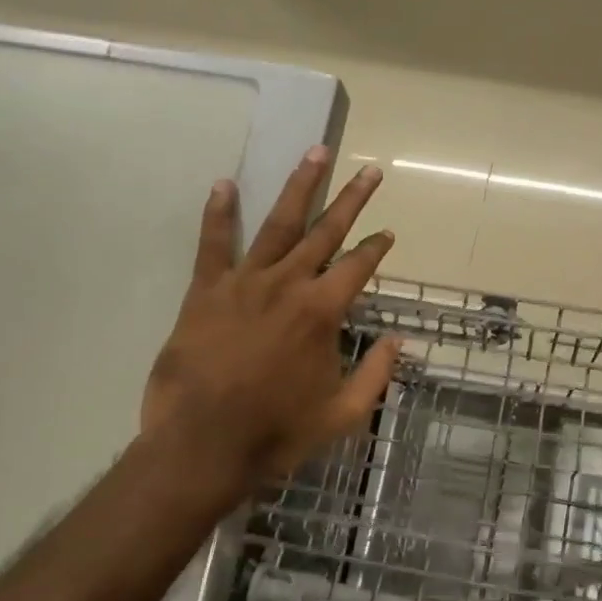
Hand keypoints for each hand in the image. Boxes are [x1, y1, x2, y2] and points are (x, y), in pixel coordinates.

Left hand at [141, 147, 401, 488]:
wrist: (202, 446)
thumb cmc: (277, 432)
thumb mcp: (342, 414)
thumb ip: (376, 374)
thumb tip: (399, 342)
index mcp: (322, 312)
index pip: (358, 267)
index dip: (376, 249)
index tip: (387, 233)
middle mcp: (288, 285)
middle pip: (326, 232)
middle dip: (351, 200)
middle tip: (369, 172)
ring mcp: (244, 283)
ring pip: (278, 224)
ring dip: (300, 187)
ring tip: (315, 154)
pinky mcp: (206, 291)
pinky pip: (213, 244)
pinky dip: (219, 213)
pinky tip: (224, 184)